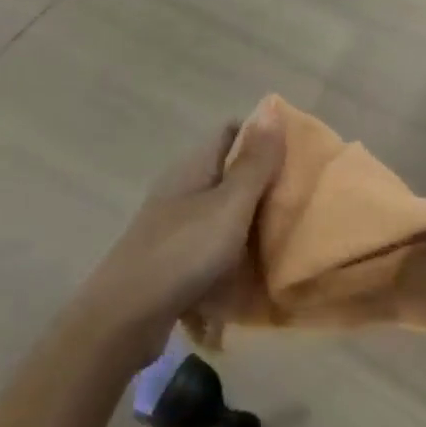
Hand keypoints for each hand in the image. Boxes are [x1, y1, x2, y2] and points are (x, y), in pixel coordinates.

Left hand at [74, 104, 286, 368]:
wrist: (124, 319)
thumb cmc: (183, 252)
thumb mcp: (229, 205)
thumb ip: (254, 162)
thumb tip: (273, 107)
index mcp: (194, 166)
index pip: (231, 132)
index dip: (263, 136)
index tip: (298, 155)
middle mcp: (182, 188)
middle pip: (229, 174)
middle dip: (263, 185)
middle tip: (301, 200)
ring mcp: (174, 225)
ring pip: (222, 213)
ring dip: (250, 224)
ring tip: (287, 238)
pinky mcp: (172, 260)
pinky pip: (211, 248)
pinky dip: (231, 257)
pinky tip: (252, 275)